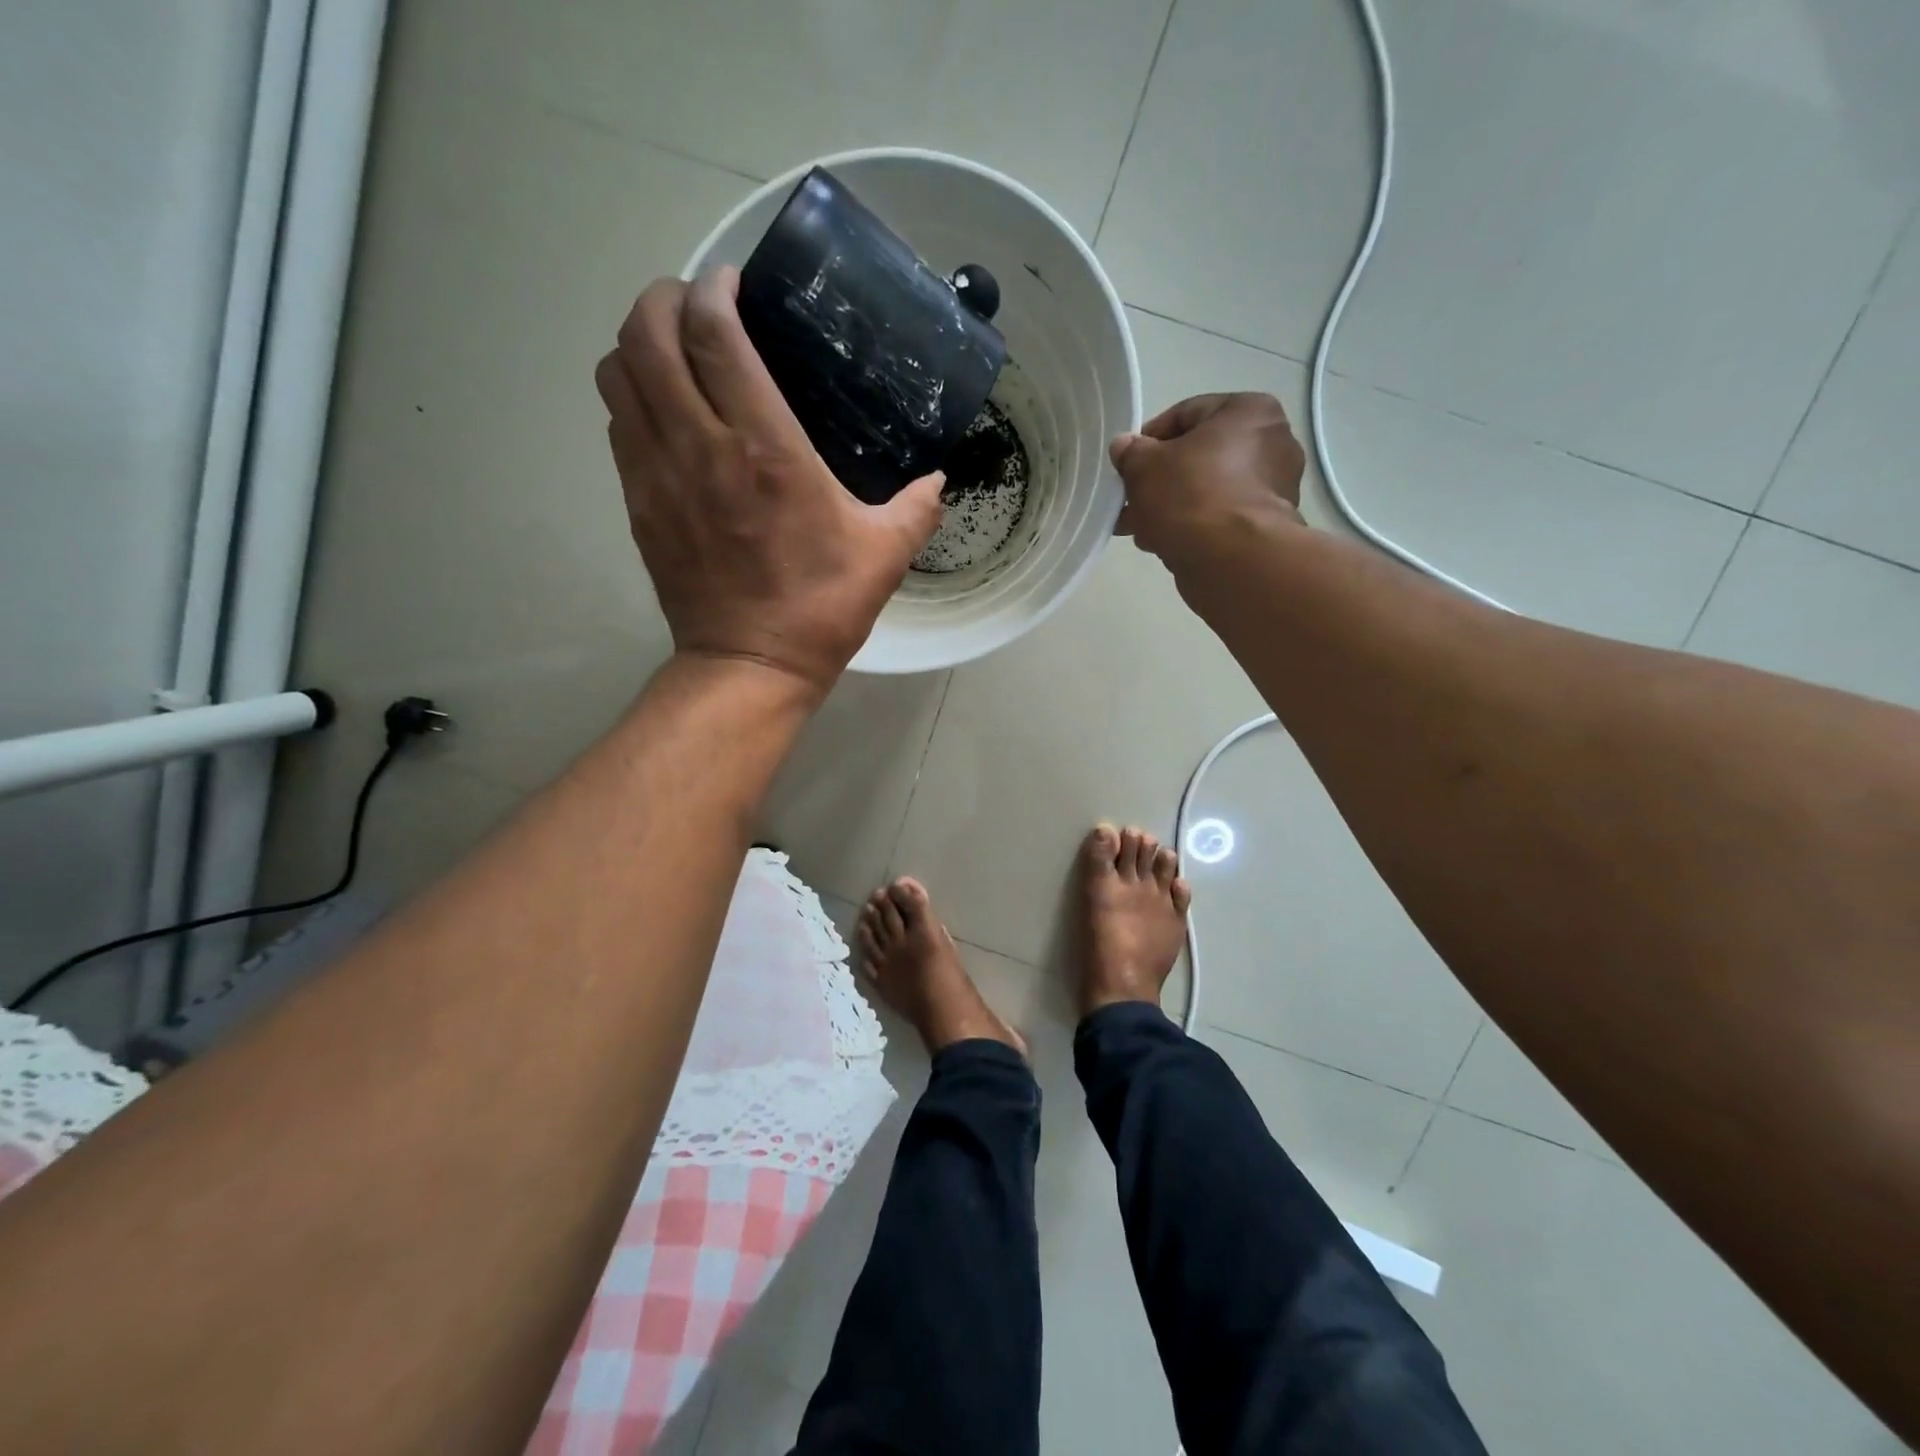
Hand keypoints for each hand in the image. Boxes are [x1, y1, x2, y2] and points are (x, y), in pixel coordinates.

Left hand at [595, 270, 944, 696]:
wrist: (750, 665)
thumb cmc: (820, 608)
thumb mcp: (884, 556)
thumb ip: (916, 508)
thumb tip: (938, 481)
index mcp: (764, 448)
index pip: (714, 334)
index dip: (714, 288)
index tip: (732, 284)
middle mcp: (699, 446)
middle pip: (645, 334)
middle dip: (663, 298)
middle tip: (698, 307)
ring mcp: (658, 475)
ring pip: (617, 373)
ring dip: (639, 345)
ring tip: (676, 353)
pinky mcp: (639, 504)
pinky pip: (618, 425)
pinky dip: (634, 398)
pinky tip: (668, 414)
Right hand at [1109, 393, 1305, 561]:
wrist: (1231, 559)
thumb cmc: (1190, 496)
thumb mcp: (1144, 466)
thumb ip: (1131, 452)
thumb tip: (1124, 447)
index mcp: (1249, 411)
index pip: (1186, 414)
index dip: (1148, 439)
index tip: (1127, 465)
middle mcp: (1271, 443)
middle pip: (1198, 456)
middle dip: (1159, 480)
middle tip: (1130, 501)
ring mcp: (1273, 488)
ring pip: (1206, 490)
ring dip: (1170, 506)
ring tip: (1139, 528)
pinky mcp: (1266, 526)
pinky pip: (1220, 517)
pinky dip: (1192, 526)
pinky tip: (1163, 542)